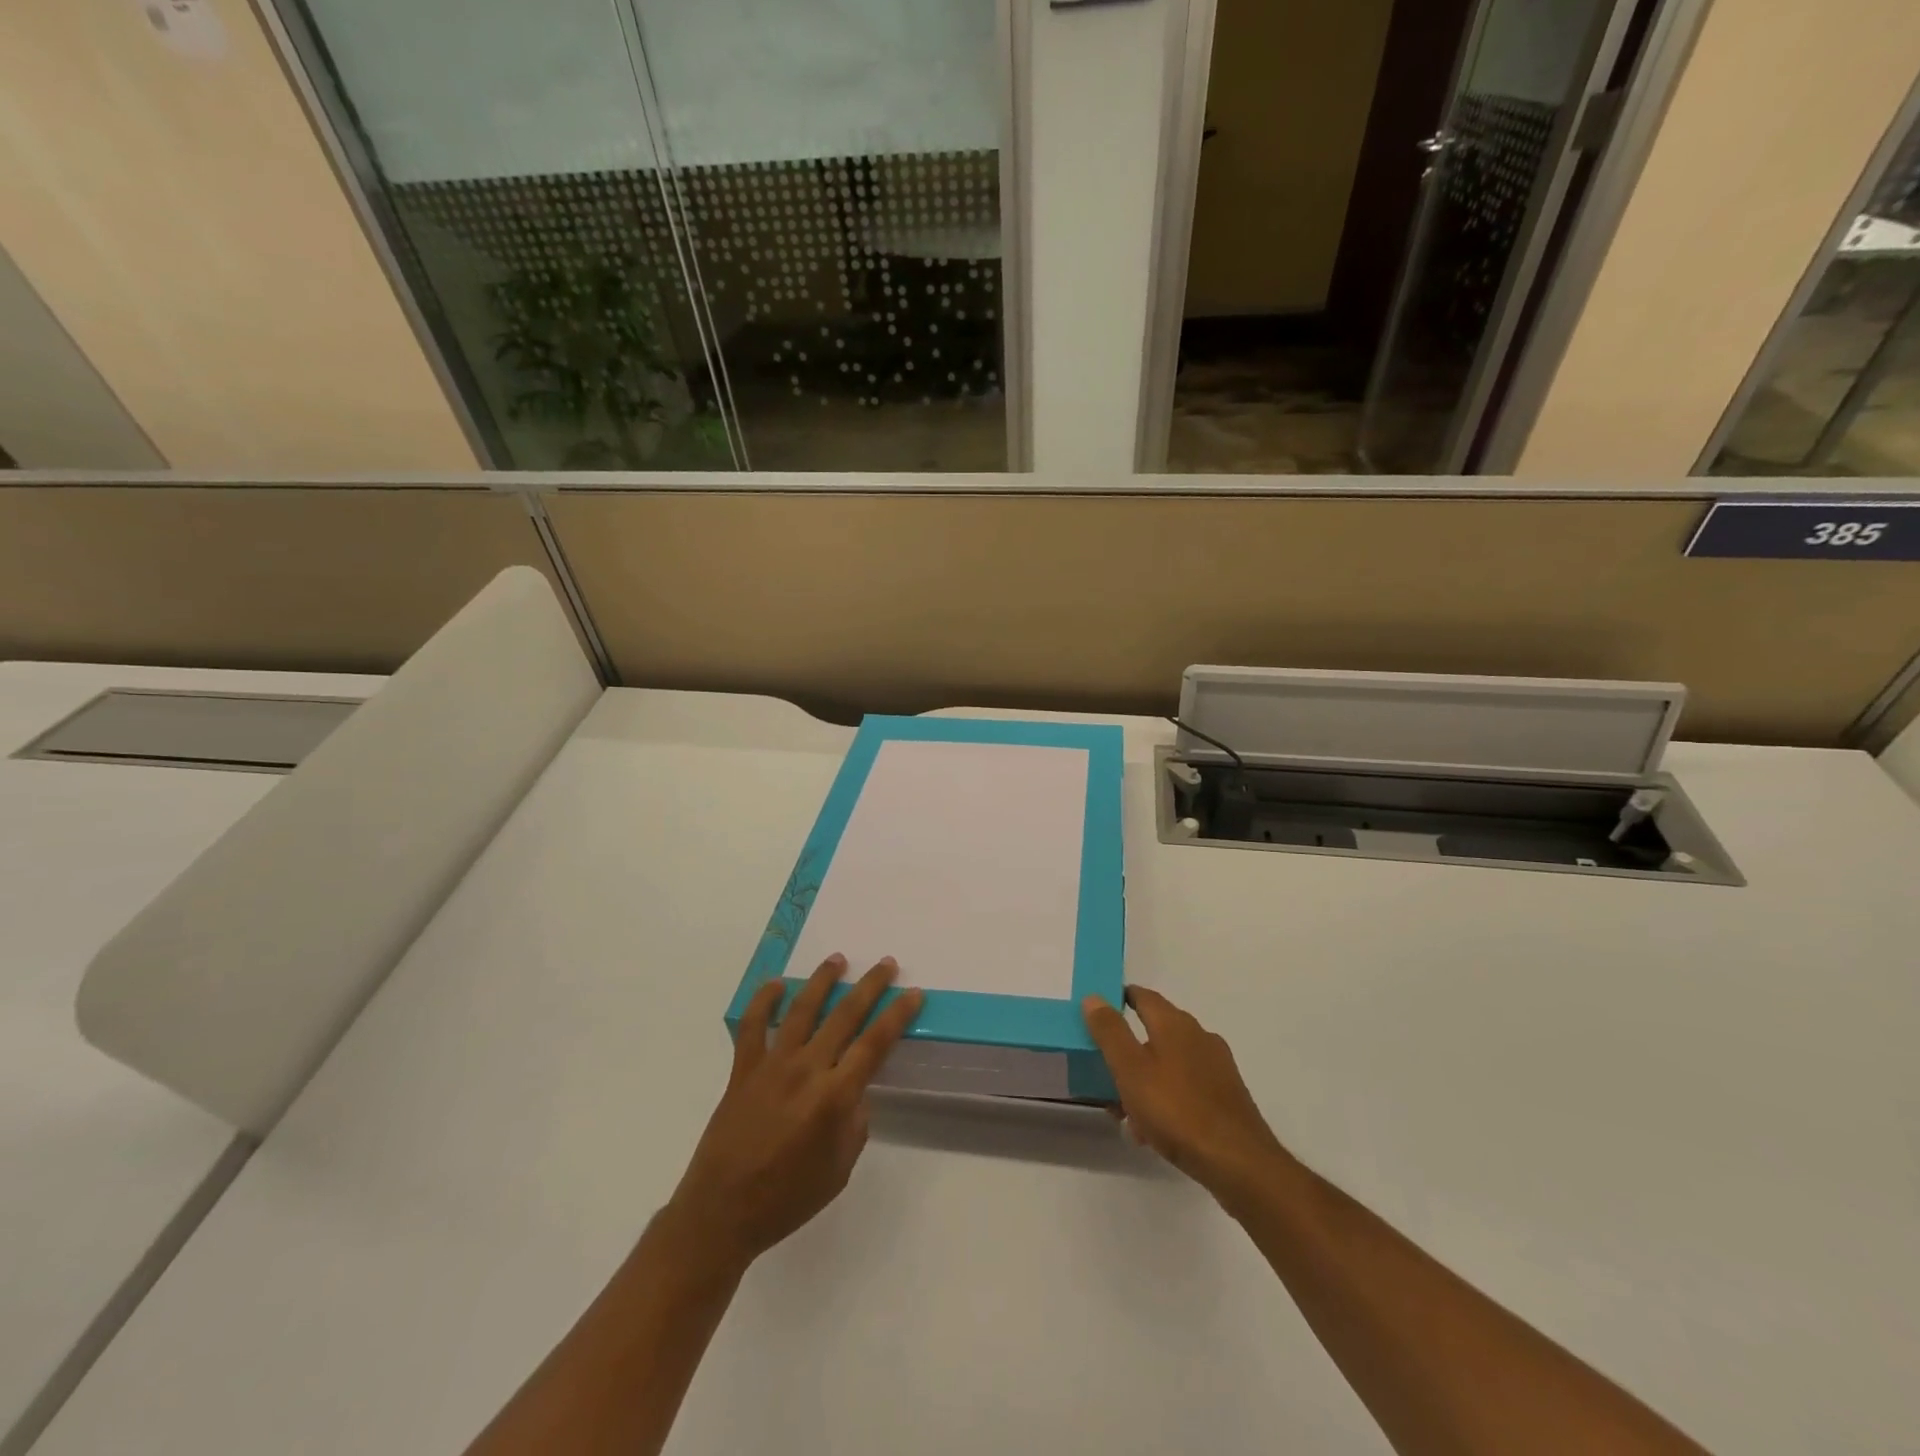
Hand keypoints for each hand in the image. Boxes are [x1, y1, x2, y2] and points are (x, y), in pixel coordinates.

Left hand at [667, 954, 923, 1272]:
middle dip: (869, 986)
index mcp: (834, 1097)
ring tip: (838, 959)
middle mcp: (806, 1070)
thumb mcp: (839, 1170)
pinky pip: (753, 1026)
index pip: (874, 1044)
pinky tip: (776, 984)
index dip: (897, 1016)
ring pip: (802, 1010)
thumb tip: (854, 1091)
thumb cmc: (787, 1199)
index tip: (912, 994)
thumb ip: (854, 1123)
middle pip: (844, 1016)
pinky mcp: (743, 1070)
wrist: (721, 1212)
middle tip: (886, 964)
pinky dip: (764, 1001)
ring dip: (822, 981)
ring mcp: (772, 1066)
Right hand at [1082, 985, 1286, 1200]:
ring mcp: (1216, 1067)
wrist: (1238, 1163)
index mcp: (1175, 1023)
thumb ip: (1110, 1032)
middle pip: (1154, 1032)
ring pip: (1169, 1064)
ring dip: (1144, 1081)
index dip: (1119, 999)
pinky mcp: (1226, 1096)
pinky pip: (1185, 1088)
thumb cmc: (1177, 1110)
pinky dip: (1165, 1100)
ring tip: (1125, 1114)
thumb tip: (1094, 997)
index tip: (1097, 1013)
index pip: (1142, 996)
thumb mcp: (1130, 1069)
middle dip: (1127, 1051)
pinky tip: (1152, 1132)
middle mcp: (1199, 1036)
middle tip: (1103, 1074)